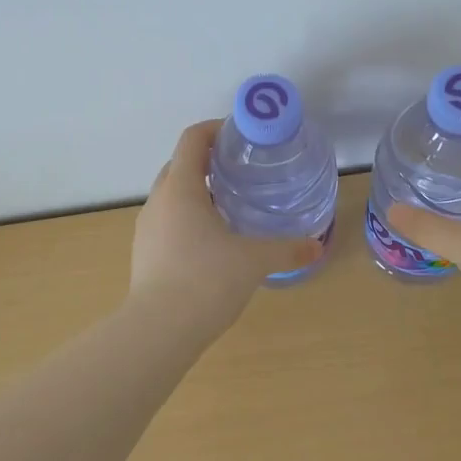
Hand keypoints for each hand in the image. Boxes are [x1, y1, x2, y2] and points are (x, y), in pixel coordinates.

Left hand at [129, 121, 323, 331]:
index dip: (215, 129)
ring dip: (196, 192)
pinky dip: (187, 219)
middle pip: (179, 165)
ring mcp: (146, 228)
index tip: (240, 136)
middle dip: (207, 162)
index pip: (192, 139)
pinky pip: (166, 222)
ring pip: (171, 196)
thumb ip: (287, 249)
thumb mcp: (254, 261)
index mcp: (180, 188)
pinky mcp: (143, 253)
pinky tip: (211, 242)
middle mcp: (158, 201)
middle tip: (241, 171)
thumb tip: (317, 246)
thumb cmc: (206, 280)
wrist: (158, 330)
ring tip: (229, 206)